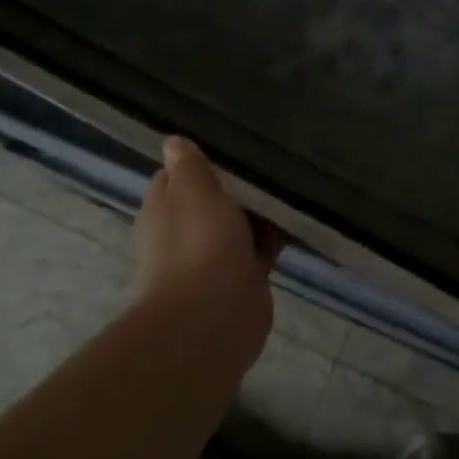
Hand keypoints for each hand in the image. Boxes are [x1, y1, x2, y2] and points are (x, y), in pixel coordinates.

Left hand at [130, 136, 281, 372]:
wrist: (213, 316)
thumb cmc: (198, 241)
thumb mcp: (192, 188)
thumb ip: (188, 165)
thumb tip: (173, 142)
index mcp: (162, 210)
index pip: (176, 177)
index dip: (199, 163)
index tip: (229, 148)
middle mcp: (182, 235)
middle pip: (209, 202)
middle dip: (234, 188)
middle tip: (267, 162)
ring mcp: (211, 260)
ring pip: (236, 227)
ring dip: (257, 214)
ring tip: (288, 185)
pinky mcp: (241, 281)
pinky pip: (258, 250)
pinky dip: (272, 239)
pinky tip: (296, 219)